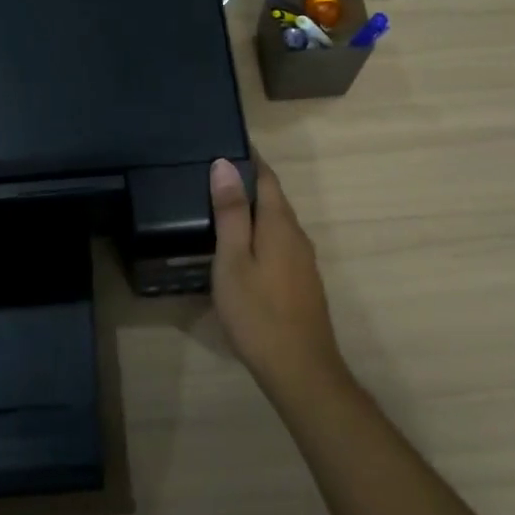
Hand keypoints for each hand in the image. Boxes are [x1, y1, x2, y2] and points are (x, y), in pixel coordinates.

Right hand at [209, 156, 348, 400]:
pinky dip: (259, 233)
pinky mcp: (302, 282)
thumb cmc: (258, 313)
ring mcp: (303, 261)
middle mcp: (297, 235)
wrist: (301, 371)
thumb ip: (231, 212)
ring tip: (220, 207)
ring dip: (253, 210)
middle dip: (248, 182)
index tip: (225, 143)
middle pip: (273, 198)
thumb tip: (225, 164)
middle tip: (212, 174)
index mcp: (279, 224)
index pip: (267, 177)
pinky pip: (279, 243)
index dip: (249, 158)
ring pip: (276, 223)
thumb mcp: (233, 260)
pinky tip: (240, 248)